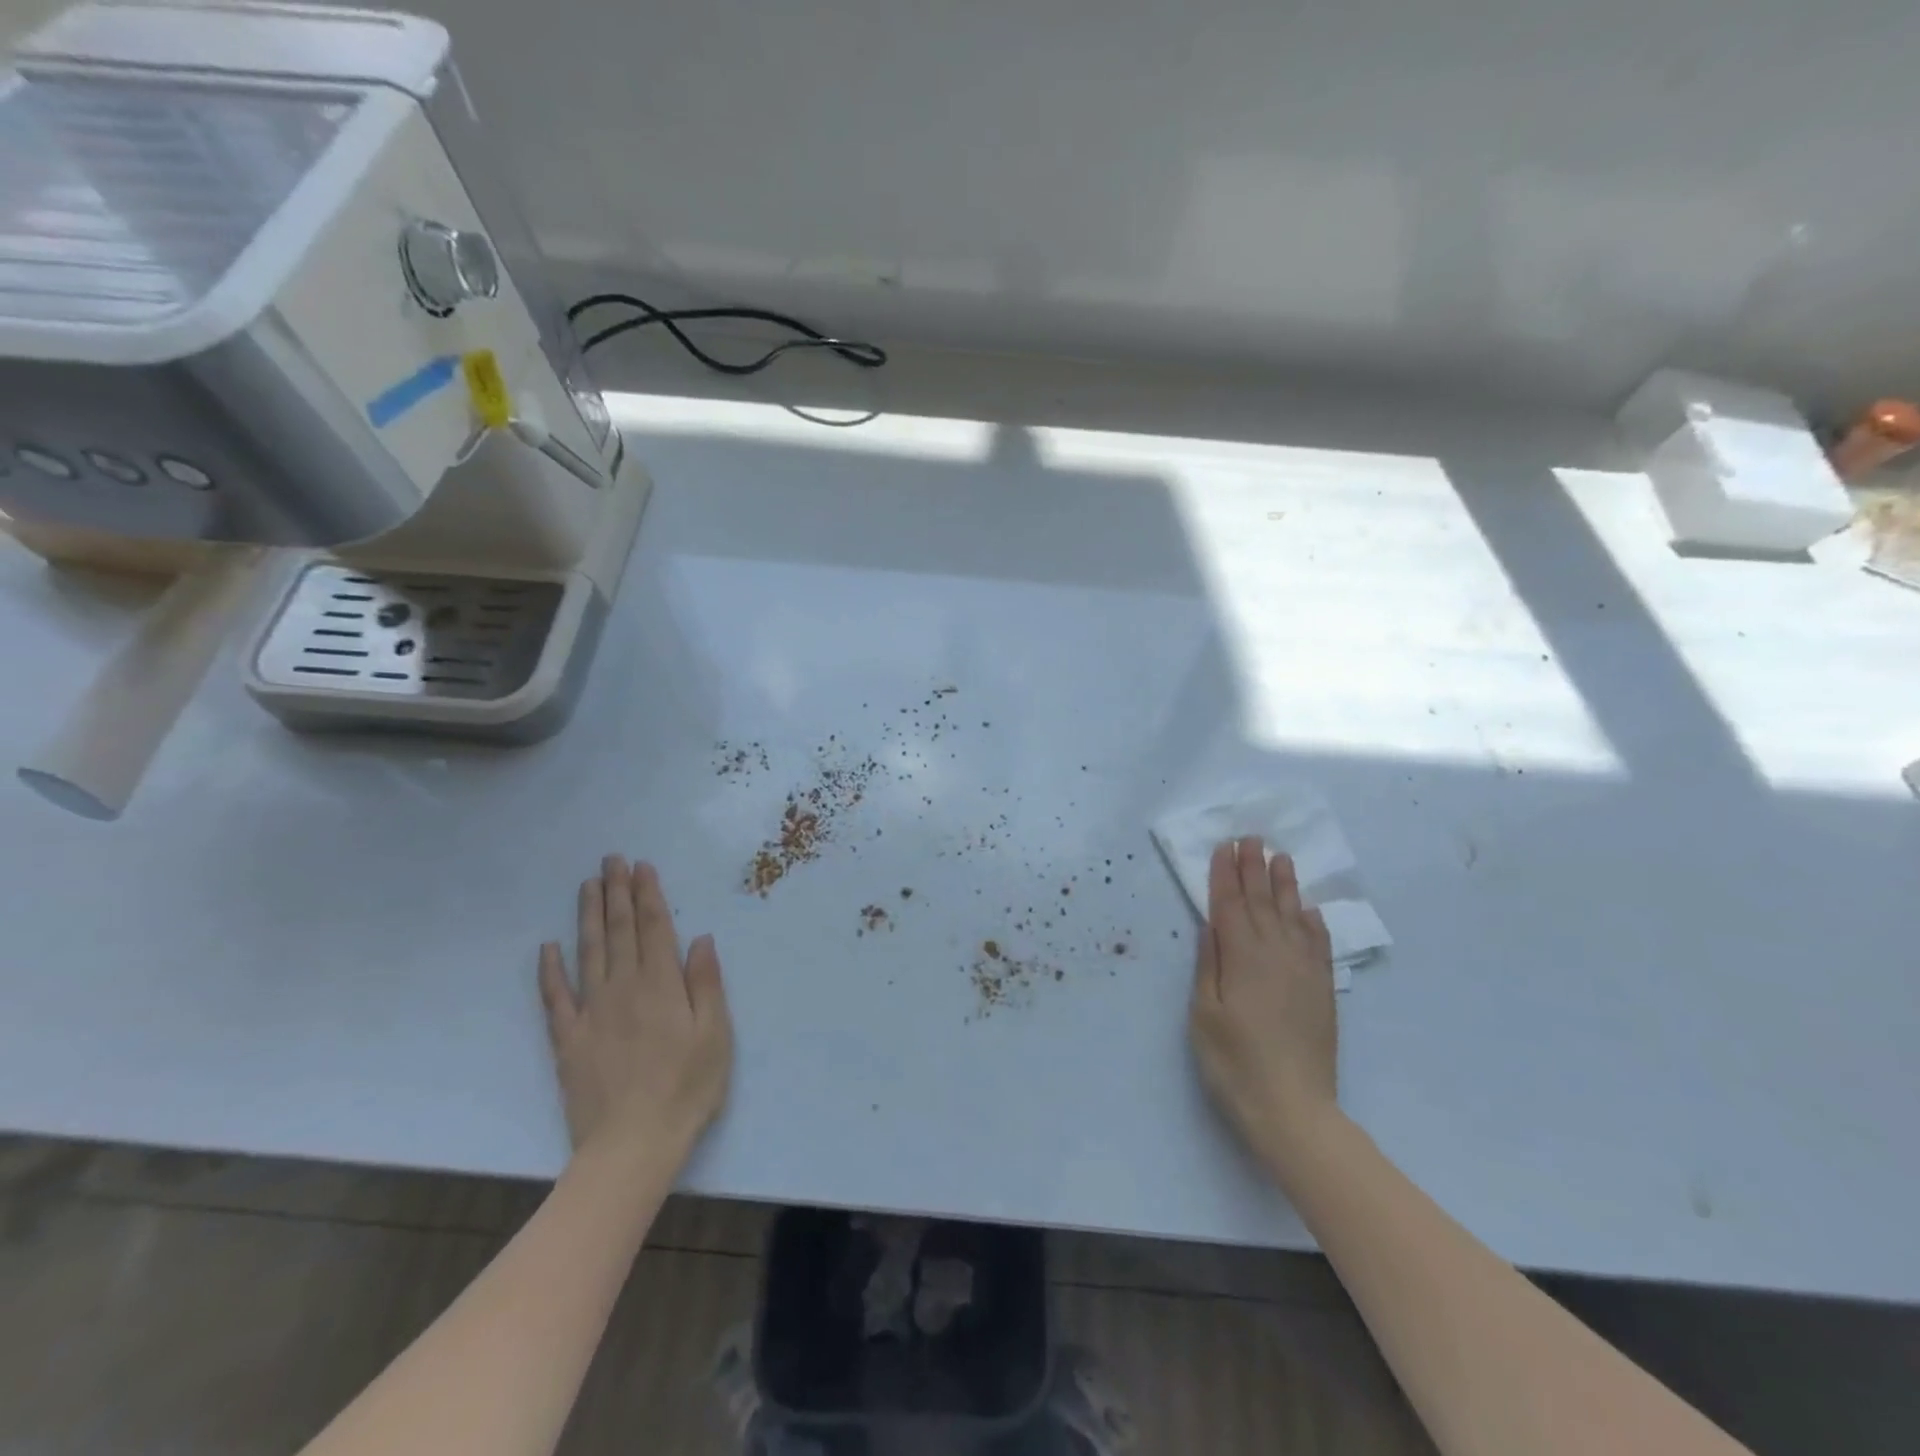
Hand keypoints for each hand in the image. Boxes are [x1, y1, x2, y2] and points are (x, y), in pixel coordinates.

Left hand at [538, 856, 732, 1162]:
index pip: (654, 928)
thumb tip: (700, 938)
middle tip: (612, 860)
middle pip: (619, 931)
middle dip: (617, 893)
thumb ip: (705, 983)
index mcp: (662, 985)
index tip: (642, 867)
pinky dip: (549, 970)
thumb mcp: (716, 1034)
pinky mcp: (568, 1040)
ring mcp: (591, 1012)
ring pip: (588, 952)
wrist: (632, 1145)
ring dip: (588, 916)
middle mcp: (624, 988)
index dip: (648, 895)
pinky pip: (555, 998)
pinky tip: (547, 947)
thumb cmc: (687, 1088)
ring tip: (588, 885)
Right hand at [1189, 837, 1339, 1177]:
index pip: (1229, 905)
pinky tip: (1309, 908)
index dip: (1225, 874)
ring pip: (1292, 915)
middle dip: (1254, 868)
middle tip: (1252, 838)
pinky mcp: (1322, 989)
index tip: (1224, 846)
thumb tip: (1211, 923)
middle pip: (1261, 902)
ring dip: (1284, 885)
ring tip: (1281, 857)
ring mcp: (1303, 971)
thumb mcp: (1205, 1013)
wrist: (1293, 1108)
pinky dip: (1313, 921)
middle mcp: (1275, 954)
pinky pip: (1318, 944)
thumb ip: (1209, 964)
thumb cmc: (1234, 1062)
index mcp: (1241, 958)